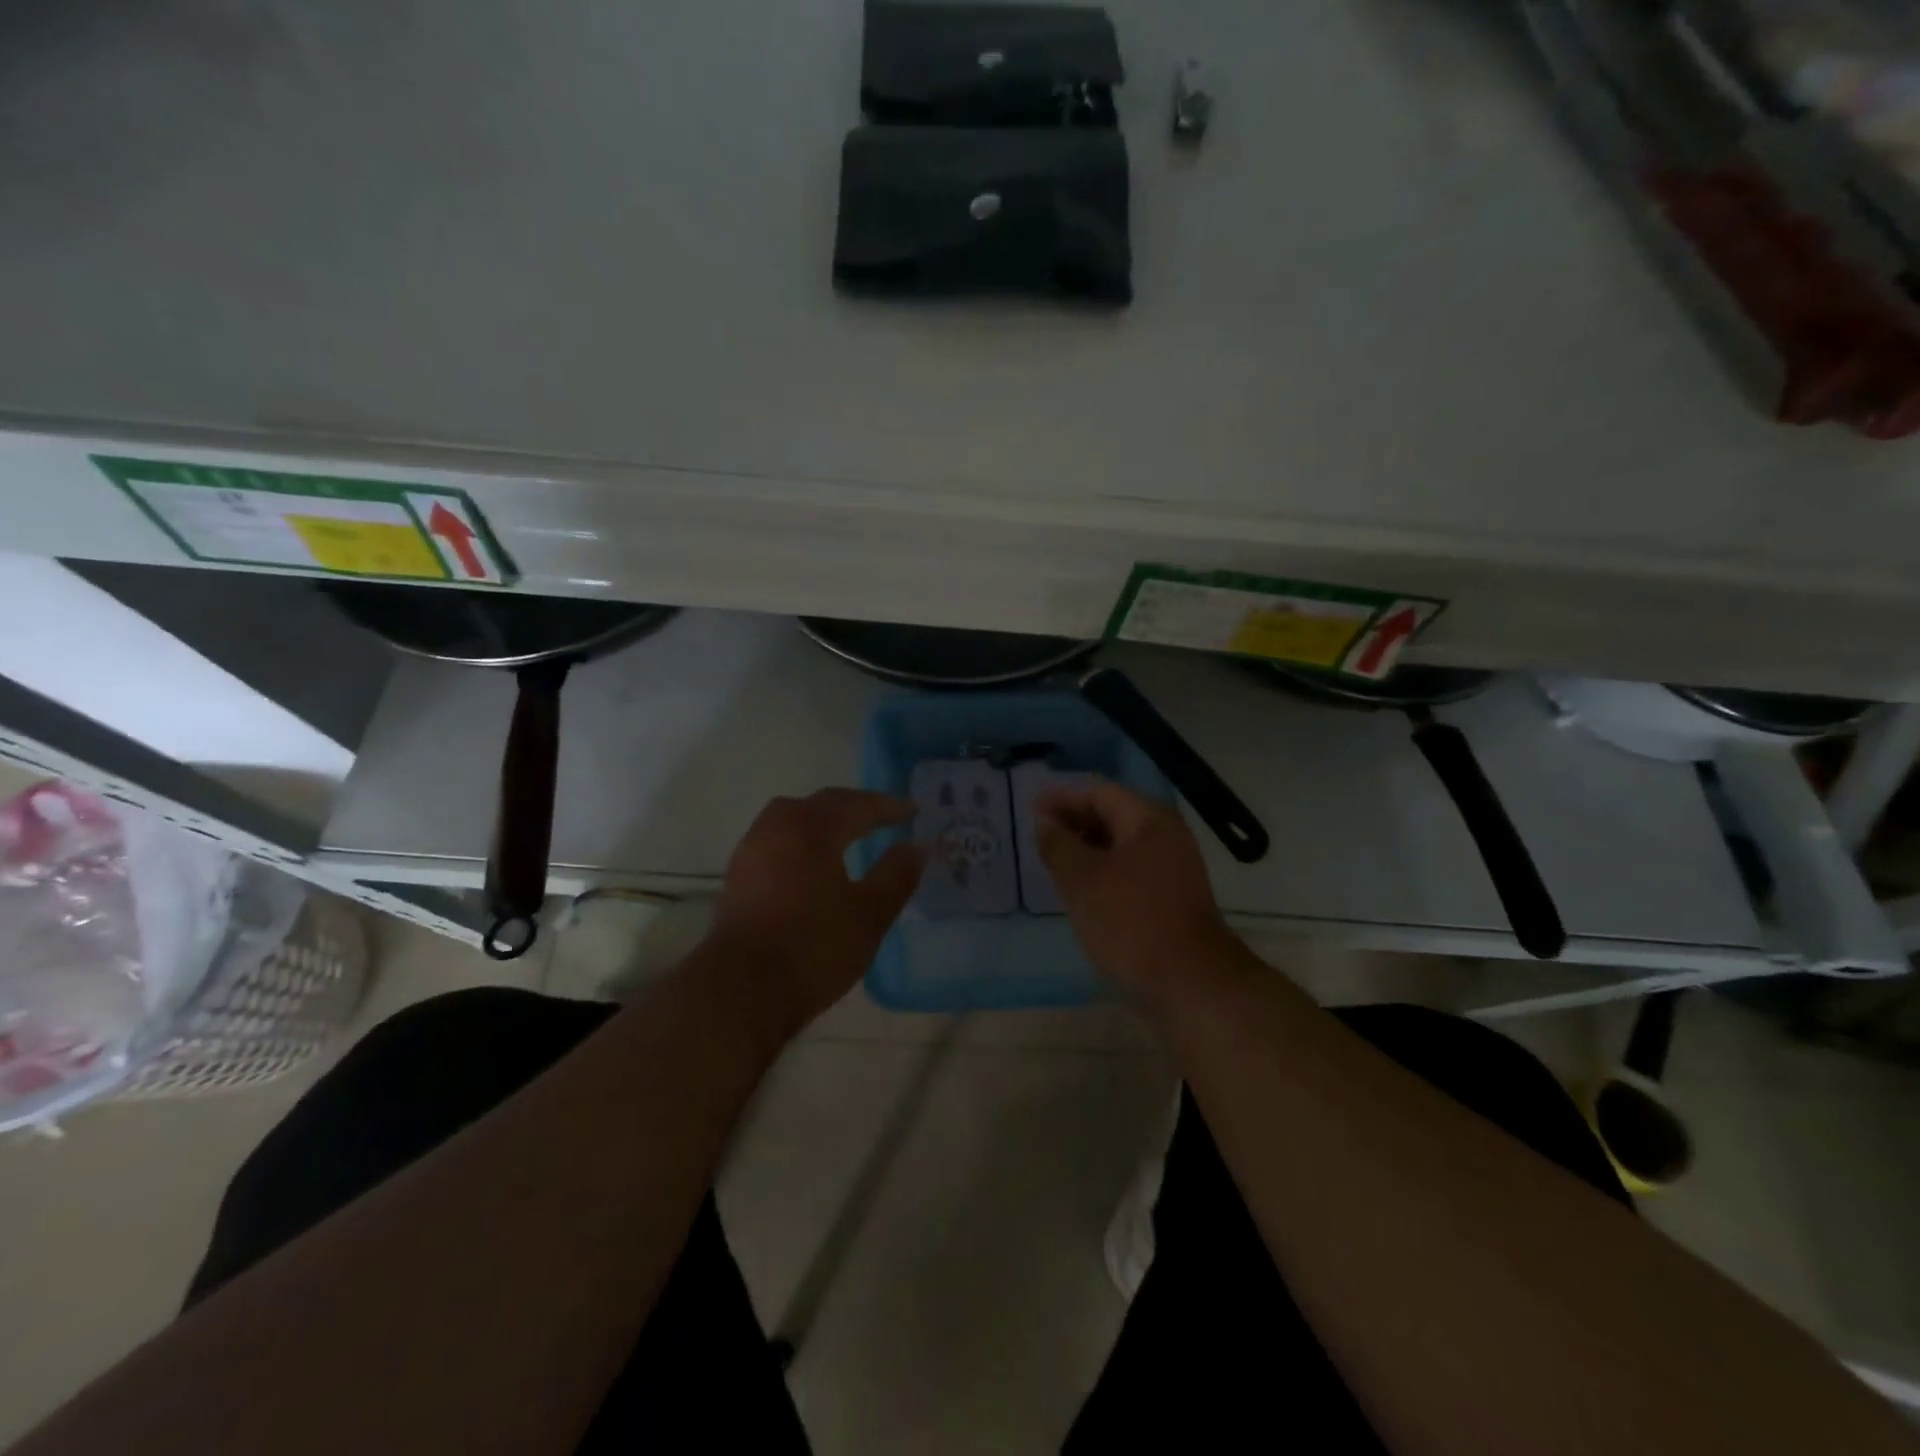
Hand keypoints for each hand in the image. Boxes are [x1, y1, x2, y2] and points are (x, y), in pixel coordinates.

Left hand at [710, 789, 926, 1037]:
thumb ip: (897, 874)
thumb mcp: (870, 913)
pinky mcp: (737, 876)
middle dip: (854, 809)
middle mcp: (777, 826)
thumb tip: (918, 845)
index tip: (913, 811)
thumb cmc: (814, 947)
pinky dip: (802, 842)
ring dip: (824, 823)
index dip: (887, 807)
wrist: (741, 990)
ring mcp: (751, 850)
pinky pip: (778, 842)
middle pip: (821, 805)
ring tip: (848, 837)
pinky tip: (813, 865)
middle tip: (882, 818)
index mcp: (812, 827)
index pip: (856, 804)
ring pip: (793, 820)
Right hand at [1035, 781, 1240, 1002]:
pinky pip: (1132, 867)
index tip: (1031, 810)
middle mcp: (1167, 835)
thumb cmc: (1130, 922)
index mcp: (1149, 820)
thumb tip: (1044, 821)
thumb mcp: (1082, 880)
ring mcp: (1175, 866)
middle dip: (1075, 821)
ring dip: (1088, 847)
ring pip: (1122, 843)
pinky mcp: (1174, 895)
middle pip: (1114, 814)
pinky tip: (1084, 888)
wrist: (1190, 982)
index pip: (1100, 793)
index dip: (1063, 798)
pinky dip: (1104, 868)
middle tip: (1040, 836)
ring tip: (1056, 861)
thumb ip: (1059, 844)